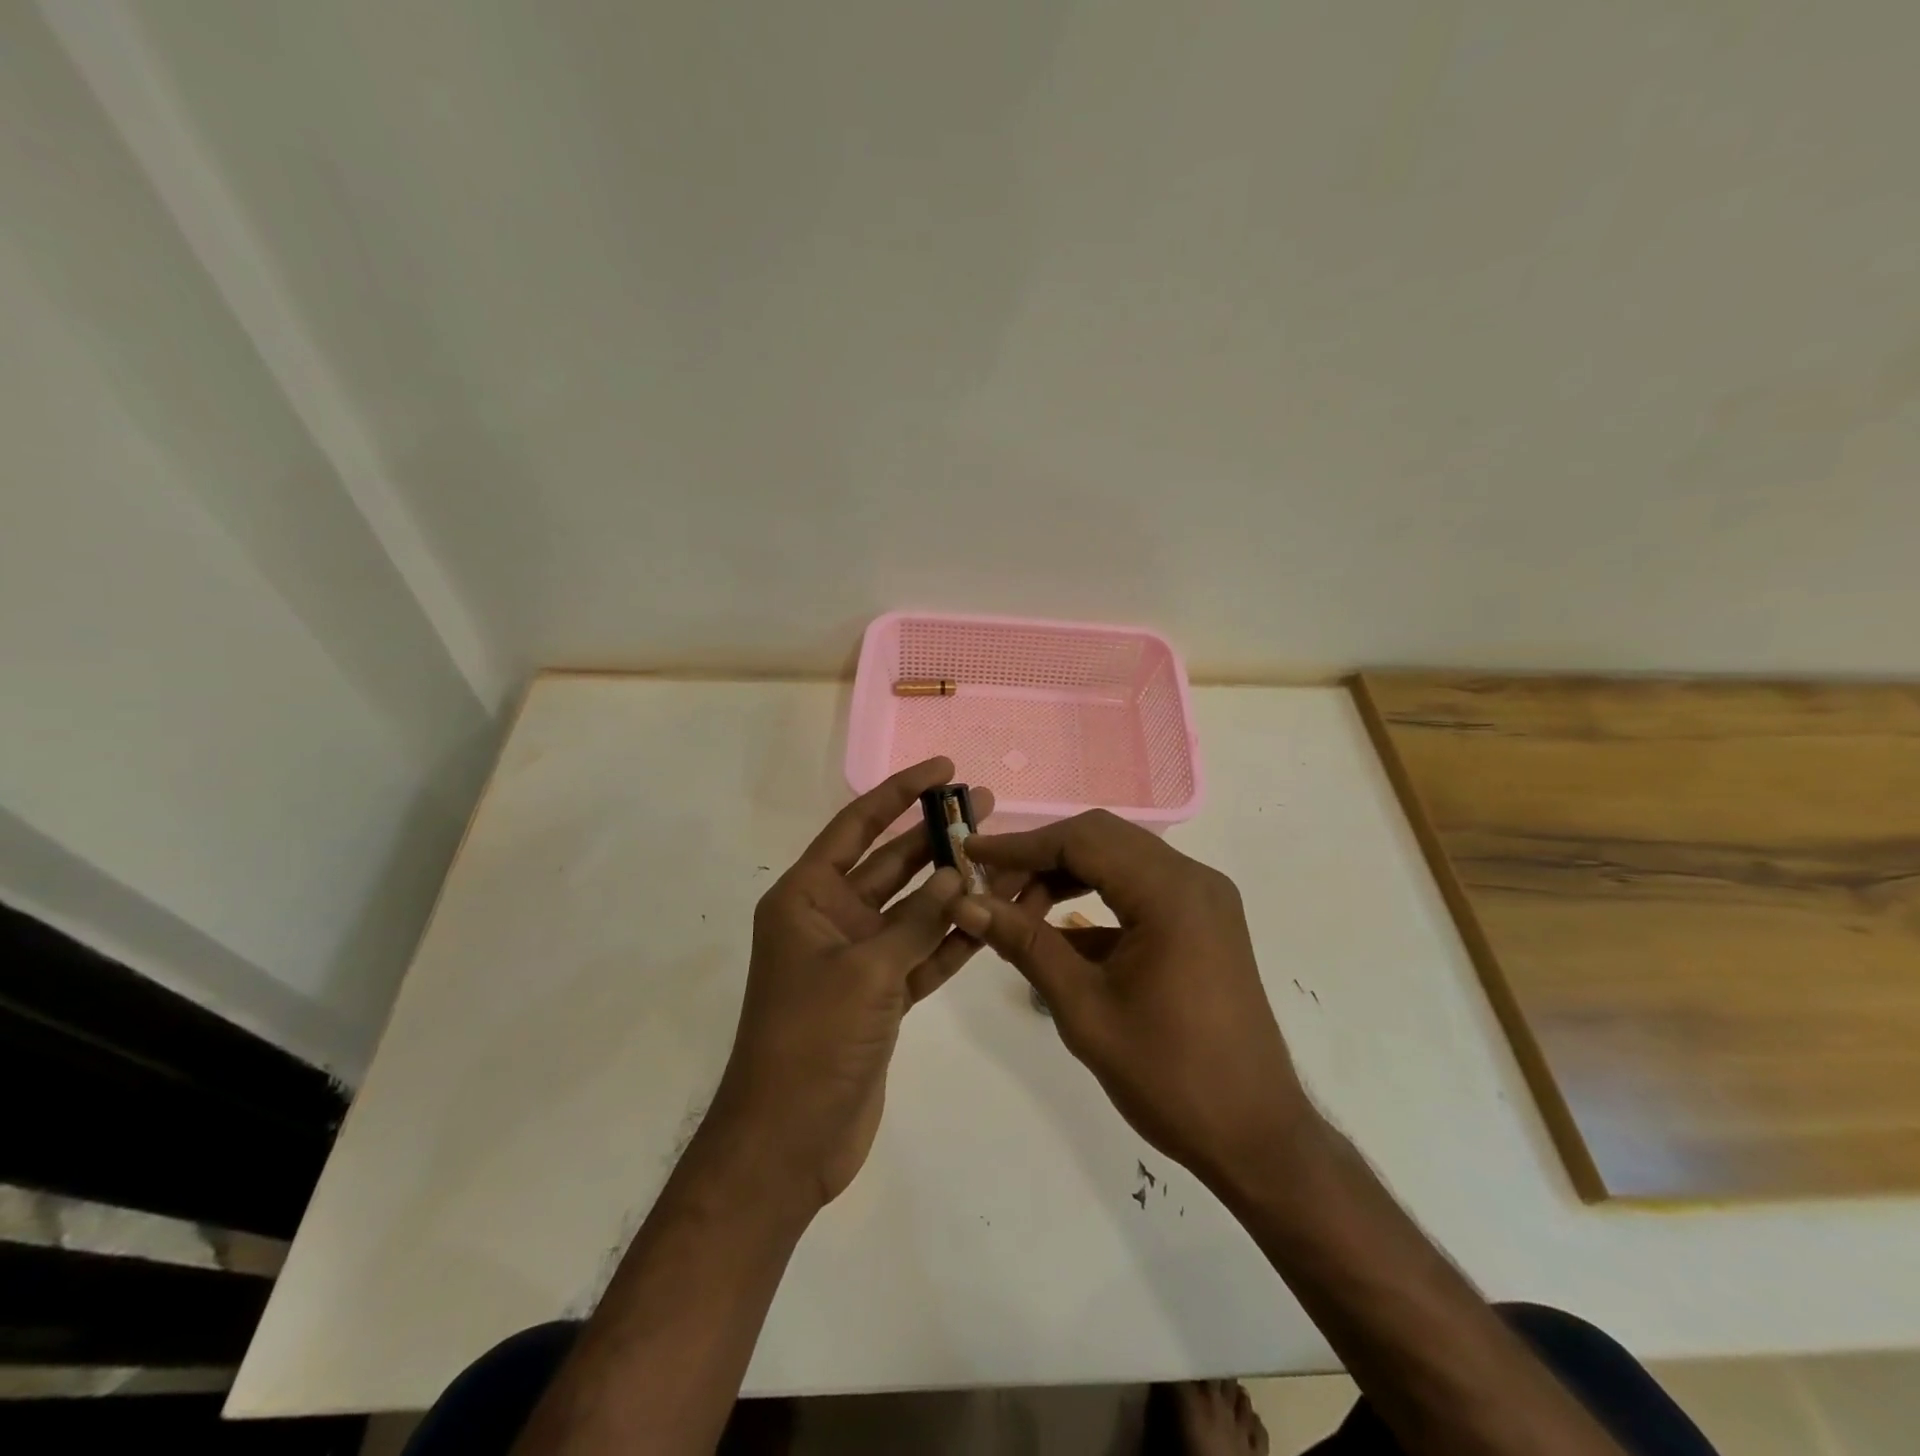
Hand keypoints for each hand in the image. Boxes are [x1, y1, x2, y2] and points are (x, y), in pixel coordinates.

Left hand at [708, 758, 996, 1209]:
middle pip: (890, 863)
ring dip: (953, 886)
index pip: (857, 827)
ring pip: (913, 909)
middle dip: (935, 835)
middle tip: (987, 806)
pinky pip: (923, 954)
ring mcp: (859, 958)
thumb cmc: (812, 1040)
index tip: (942, 768)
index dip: (898, 793)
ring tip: (1002, 855)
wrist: (789, 1141)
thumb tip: (954, 876)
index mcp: (806, 897)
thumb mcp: (865, 971)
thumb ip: (915, 921)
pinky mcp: (882, 996)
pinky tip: (993, 915)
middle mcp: (831, 918)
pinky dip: (954, 938)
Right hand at [950, 810, 1314, 1187]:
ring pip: (1119, 860)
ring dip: (1066, 876)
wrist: (1256, 1136)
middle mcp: (1193, 879)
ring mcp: (1203, 899)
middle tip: (990, 885)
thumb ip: (1025, 945)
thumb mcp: (1084, 1008)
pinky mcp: (1203, 921)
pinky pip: (1139, 890)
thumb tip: (966, 904)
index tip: (969, 854)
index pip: (1081, 841)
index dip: (1020, 845)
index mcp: (1170, 892)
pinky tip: (1056, 932)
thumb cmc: (1169, 1076)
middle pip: (1101, 839)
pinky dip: (1095, 900)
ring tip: (1017, 911)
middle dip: (1041, 856)